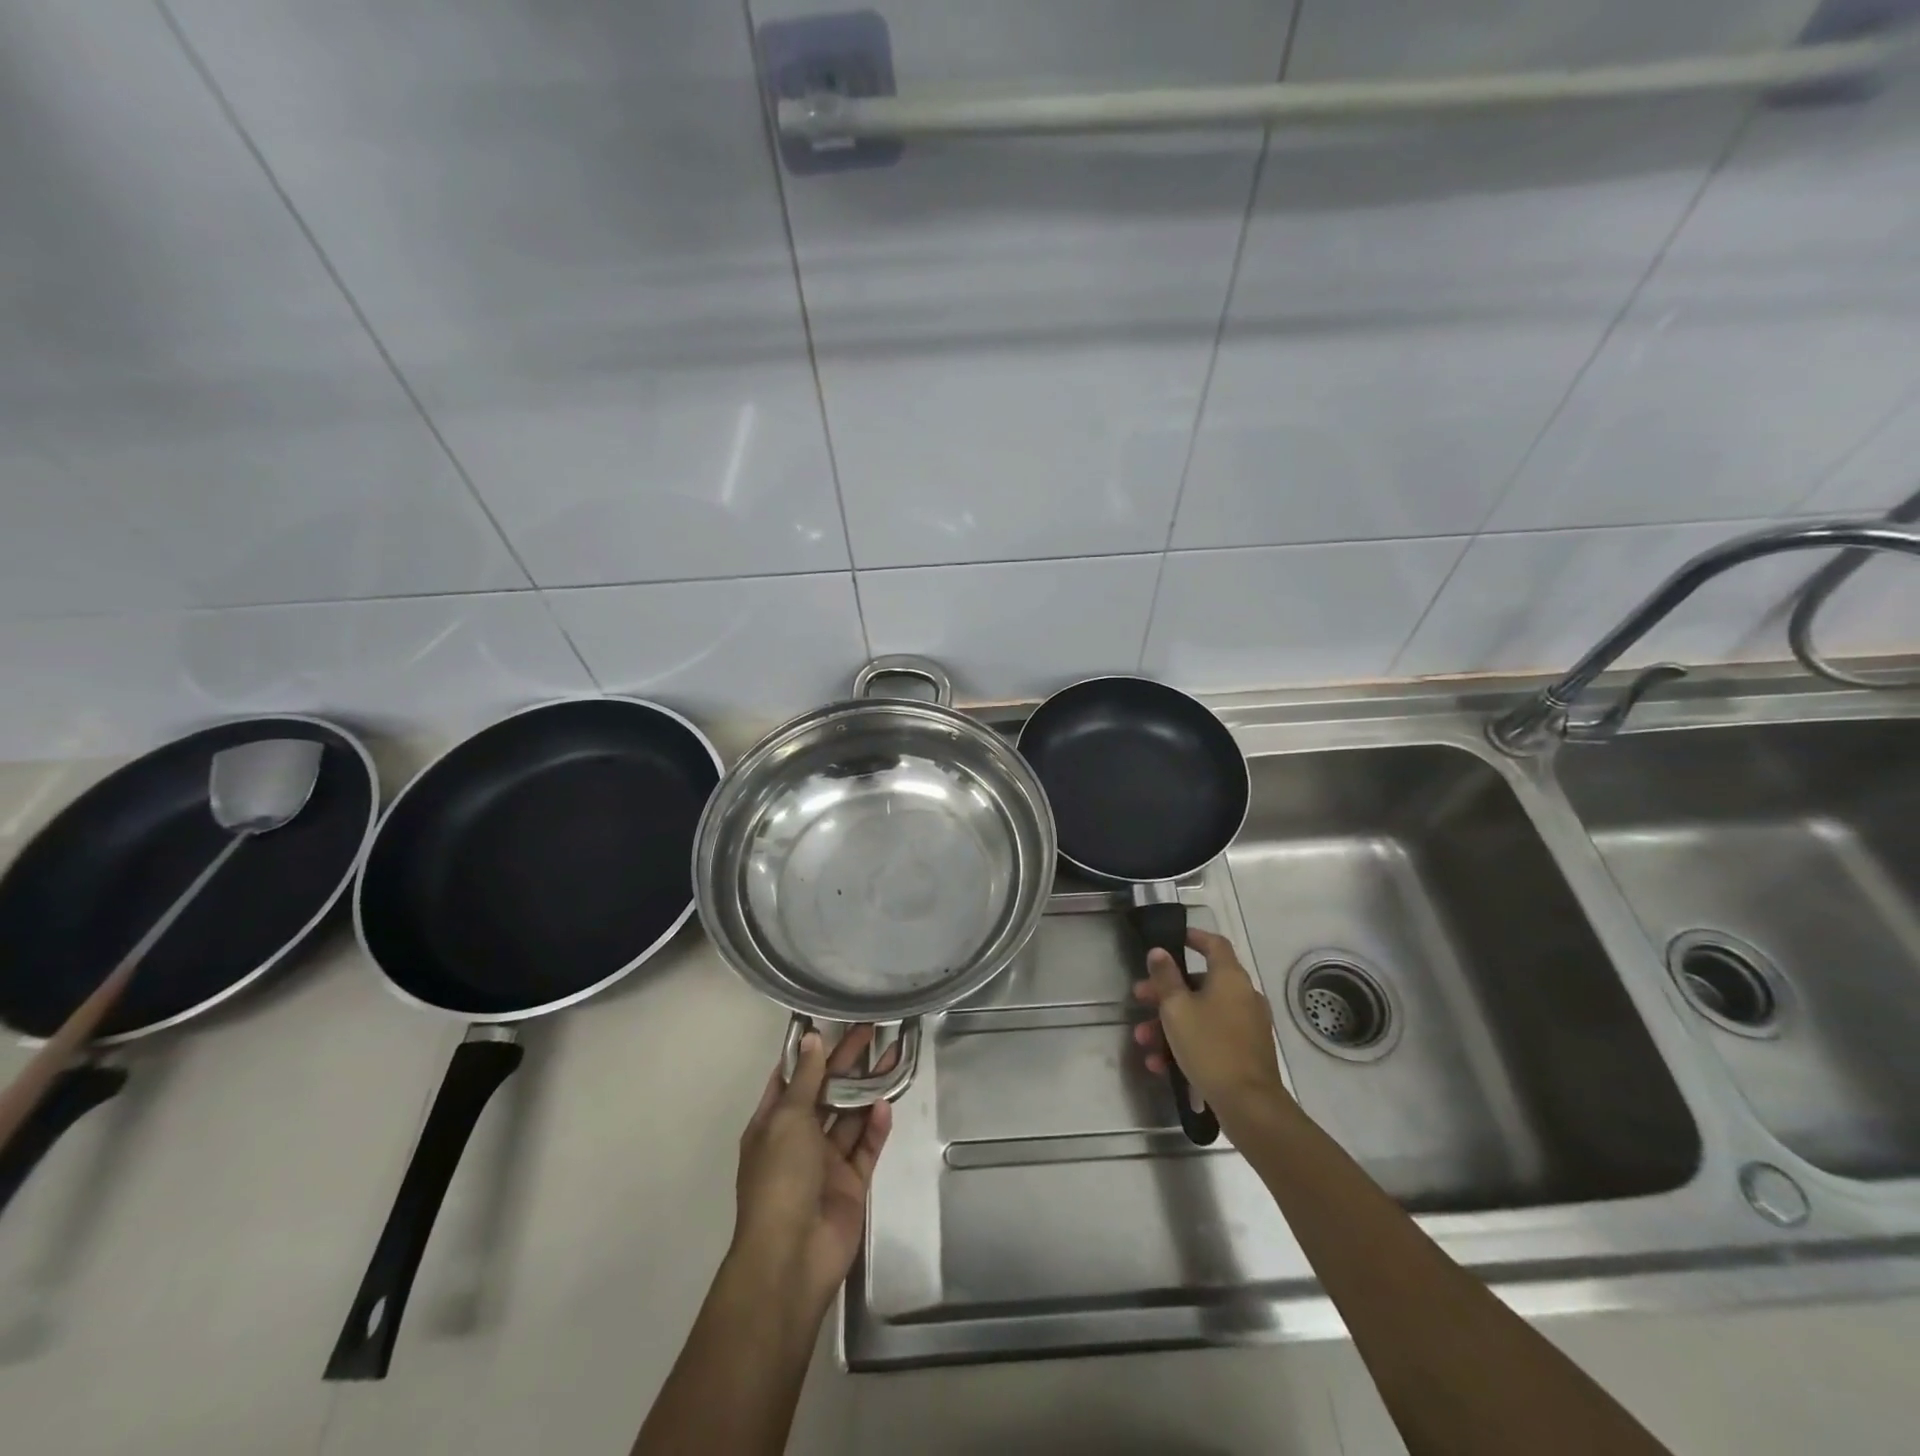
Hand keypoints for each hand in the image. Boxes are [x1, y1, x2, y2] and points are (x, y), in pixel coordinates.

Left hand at [730, 1025, 893, 1317]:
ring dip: (868, 1089)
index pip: (791, 1078)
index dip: (811, 1052)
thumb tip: (811, 1039)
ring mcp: (825, 1162)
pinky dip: (876, 1127)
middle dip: (847, 1063)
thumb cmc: (780, 1179)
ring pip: (850, 1117)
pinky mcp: (851, 1183)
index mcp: (772, 1124)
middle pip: (826, 1093)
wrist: (792, 1256)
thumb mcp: (786, 1120)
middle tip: (874, 1029)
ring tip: (893, 1056)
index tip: (833, 1022)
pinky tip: (886, 1105)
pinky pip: (866, 1147)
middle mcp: (798, 1139)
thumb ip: (805, 1079)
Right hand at [1132, 928, 1287, 1129]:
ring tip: (1144, 1041)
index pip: (1214, 944)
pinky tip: (1161, 1065)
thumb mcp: (1177, 1009)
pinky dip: (1187, 1043)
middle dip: (1165, 992)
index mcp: (1230, 978)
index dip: (1194, 937)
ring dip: (1170, 1024)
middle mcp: (1243, 996)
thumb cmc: (1210, 1046)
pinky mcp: (1246, 1052)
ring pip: (1201, 1014)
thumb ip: (1165, 977)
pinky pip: (1211, 1037)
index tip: (1173, 939)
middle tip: (1140, 999)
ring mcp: (1247, 1026)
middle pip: (1200, 983)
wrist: (1249, 1105)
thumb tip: (1159, 951)